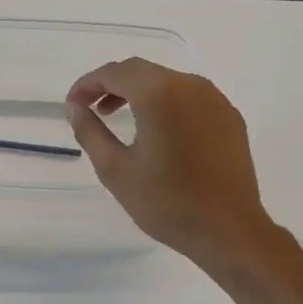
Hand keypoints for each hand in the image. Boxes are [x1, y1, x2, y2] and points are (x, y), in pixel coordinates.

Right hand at [65, 58, 277, 269]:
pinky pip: (190, 99)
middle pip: (143, 72)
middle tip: (91, 110)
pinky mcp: (230, 118)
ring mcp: (216, 100)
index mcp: (160, 93)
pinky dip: (166, 105)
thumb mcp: (116, 170)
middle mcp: (191, 85)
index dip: (88, 84)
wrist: (229, 231)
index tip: (72, 104)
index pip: (116, 72)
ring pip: (168, 83)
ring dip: (140, 94)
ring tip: (120, 120)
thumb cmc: (167, 203)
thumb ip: (91, 132)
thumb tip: (76, 108)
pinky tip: (158, 133)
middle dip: (112, 86)